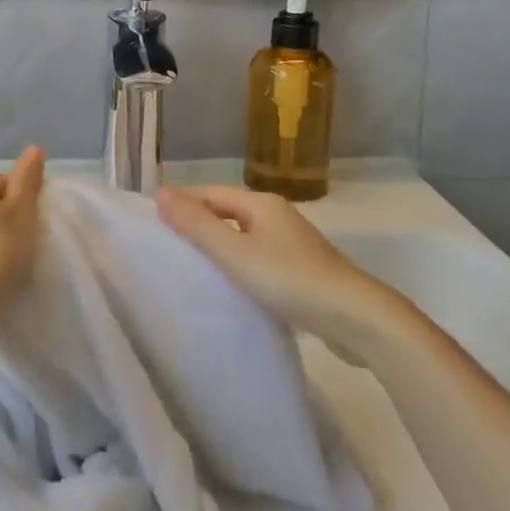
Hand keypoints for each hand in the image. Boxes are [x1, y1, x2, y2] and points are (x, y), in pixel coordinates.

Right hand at [156, 182, 370, 338]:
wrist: (356, 317)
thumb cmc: (289, 279)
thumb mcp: (235, 252)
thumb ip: (197, 224)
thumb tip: (160, 193)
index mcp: (260, 204)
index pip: (210, 193)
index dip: (182, 203)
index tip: (153, 223)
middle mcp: (277, 215)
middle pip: (227, 212)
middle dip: (198, 224)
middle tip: (166, 246)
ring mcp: (292, 243)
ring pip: (243, 237)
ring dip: (218, 246)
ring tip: (190, 268)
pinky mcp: (302, 270)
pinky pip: (259, 258)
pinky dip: (238, 265)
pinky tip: (229, 286)